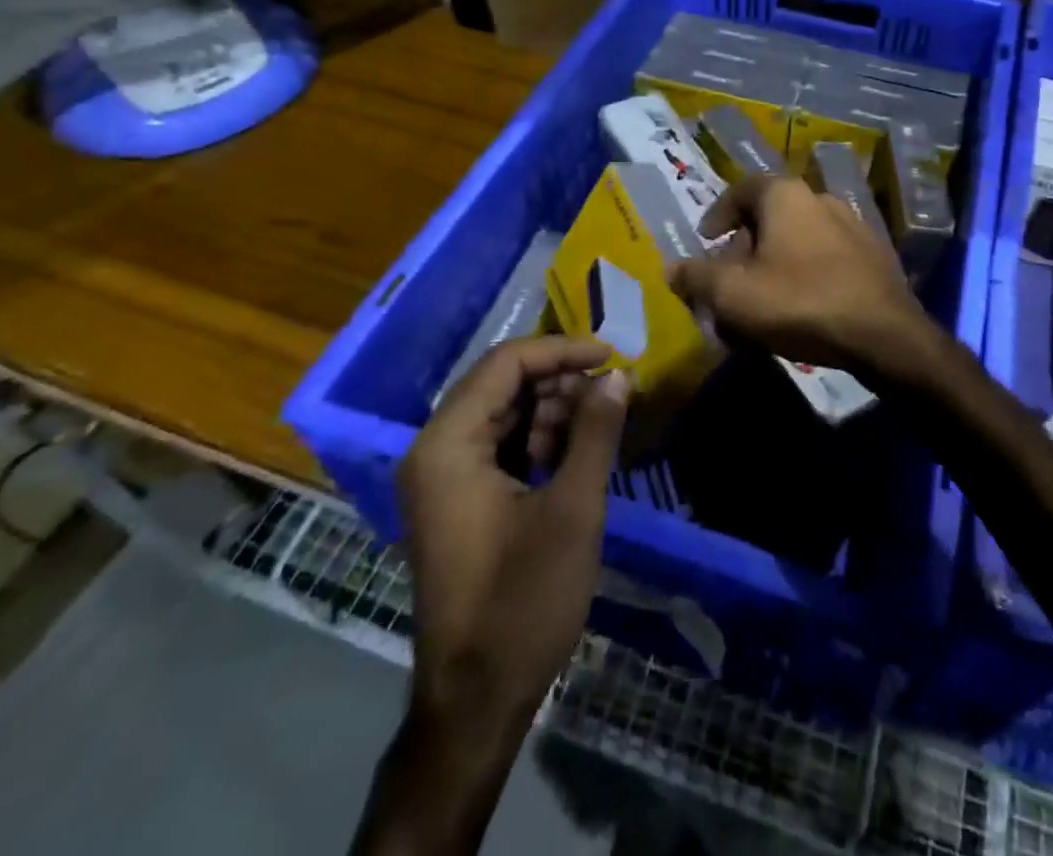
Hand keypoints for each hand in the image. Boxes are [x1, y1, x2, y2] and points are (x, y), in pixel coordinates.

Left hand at [398, 336, 628, 743]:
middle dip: (560, 382)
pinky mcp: (456, 501)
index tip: (613, 356)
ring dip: (551, 411)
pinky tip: (574, 454)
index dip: (562, 351)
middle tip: (611, 394)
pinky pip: (498, 446)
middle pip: (501, 385)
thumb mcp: (572, 510)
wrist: (477, 701)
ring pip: (502, 413)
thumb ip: (595, 432)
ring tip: (598, 426)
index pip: (505, 364)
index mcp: (448, 445)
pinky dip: (537, 440)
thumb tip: (618, 376)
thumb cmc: (523, 602)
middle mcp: (434, 450)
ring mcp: (441, 477)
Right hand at [667, 174, 937, 379]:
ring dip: (774, 265)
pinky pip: (825, 257)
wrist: (883, 334)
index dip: (718, 214)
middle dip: (744, 249)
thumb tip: (672, 268)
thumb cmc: (799, 301)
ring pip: (797, 240)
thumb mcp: (732, 294)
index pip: (741, 189)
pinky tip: (801, 309)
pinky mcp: (874, 255)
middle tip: (730, 283)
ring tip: (762, 303)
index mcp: (785, 195)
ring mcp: (853, 225)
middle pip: (769, 217)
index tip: (706, 241)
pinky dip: (804, 274)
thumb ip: (696, 277)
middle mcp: (820, 198)